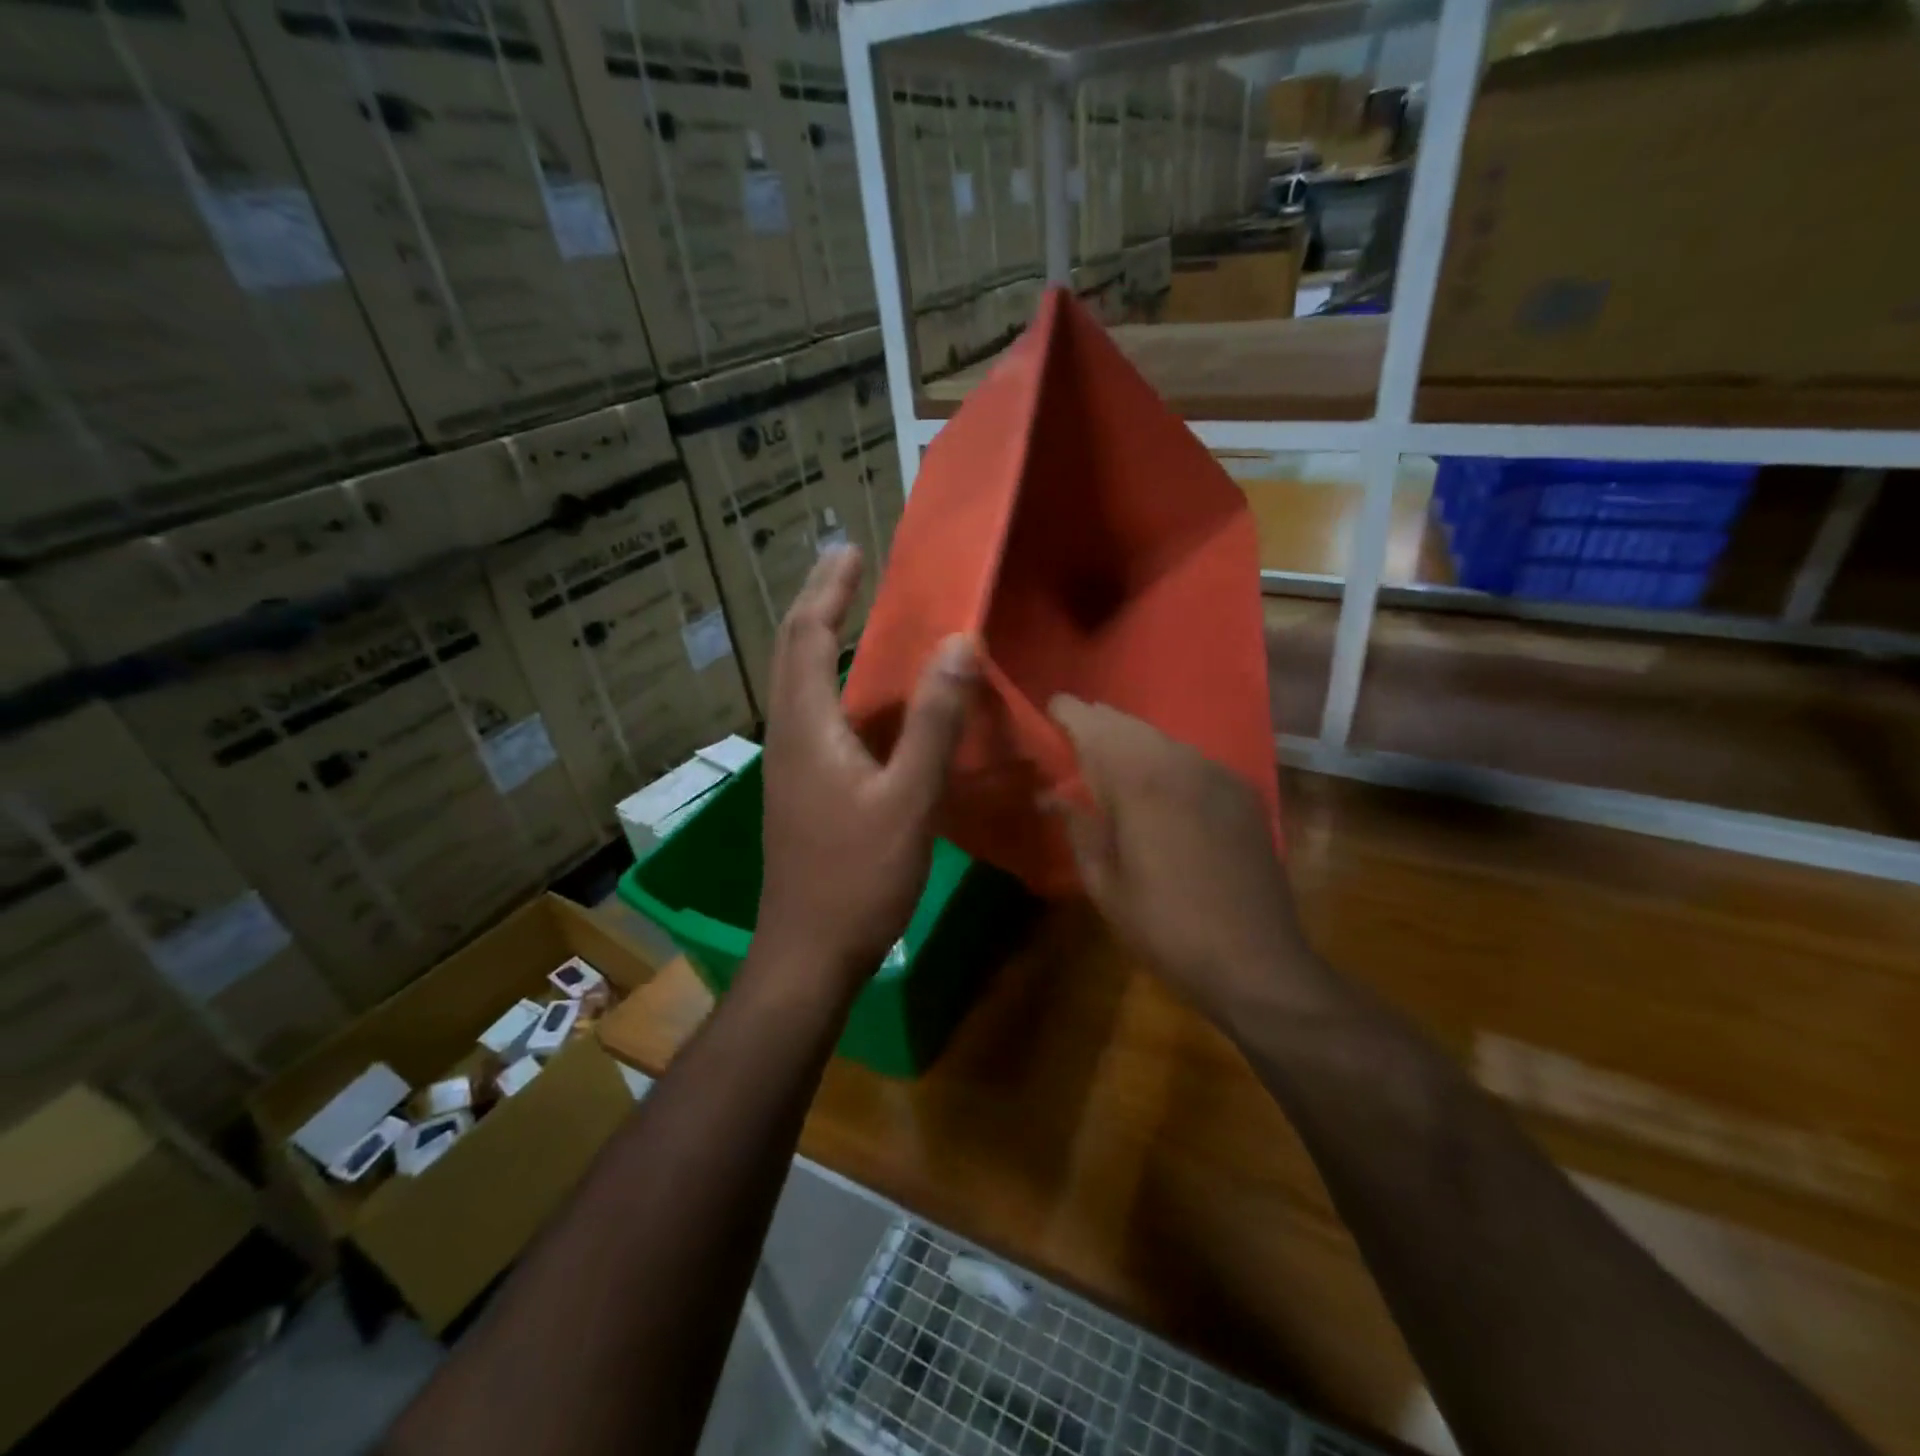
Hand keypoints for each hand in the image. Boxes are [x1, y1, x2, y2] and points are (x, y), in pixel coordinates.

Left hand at [756, 548, 974, 995]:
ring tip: (851, 612)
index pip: (809, 635)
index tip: (851, 549)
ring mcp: (790, 763)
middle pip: (792, 650)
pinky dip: (832, 680)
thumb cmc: (857, 877)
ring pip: (798, 681)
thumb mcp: (907, 799)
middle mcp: (788, 733)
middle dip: (817, 601)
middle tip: (847, 566)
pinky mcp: (800, 787)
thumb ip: (934, 723)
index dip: (828, 589)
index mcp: (807, 726)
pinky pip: (813, 712)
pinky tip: (863, 695)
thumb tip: (959, 643)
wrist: (808, 951)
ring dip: (820, 638)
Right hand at [1049, 696, 1332, 1030]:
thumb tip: (1053, 796)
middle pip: (1129, 725)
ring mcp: (1216, 774)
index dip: (1069, 713)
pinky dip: (1165, 759)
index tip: (1050, 709)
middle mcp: (1179, 764)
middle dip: (1098, 723)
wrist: (1254, 960)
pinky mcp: (1241, 792)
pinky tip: (1158, 783)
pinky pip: (1191, 759)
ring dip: (1132, 740)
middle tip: (1074, 732)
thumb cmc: (1164, 928)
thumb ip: (1078, 829)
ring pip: (1162, 739)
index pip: (1094, 727)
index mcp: (1138, 783)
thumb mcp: (1104, 884)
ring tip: (1110, 756)